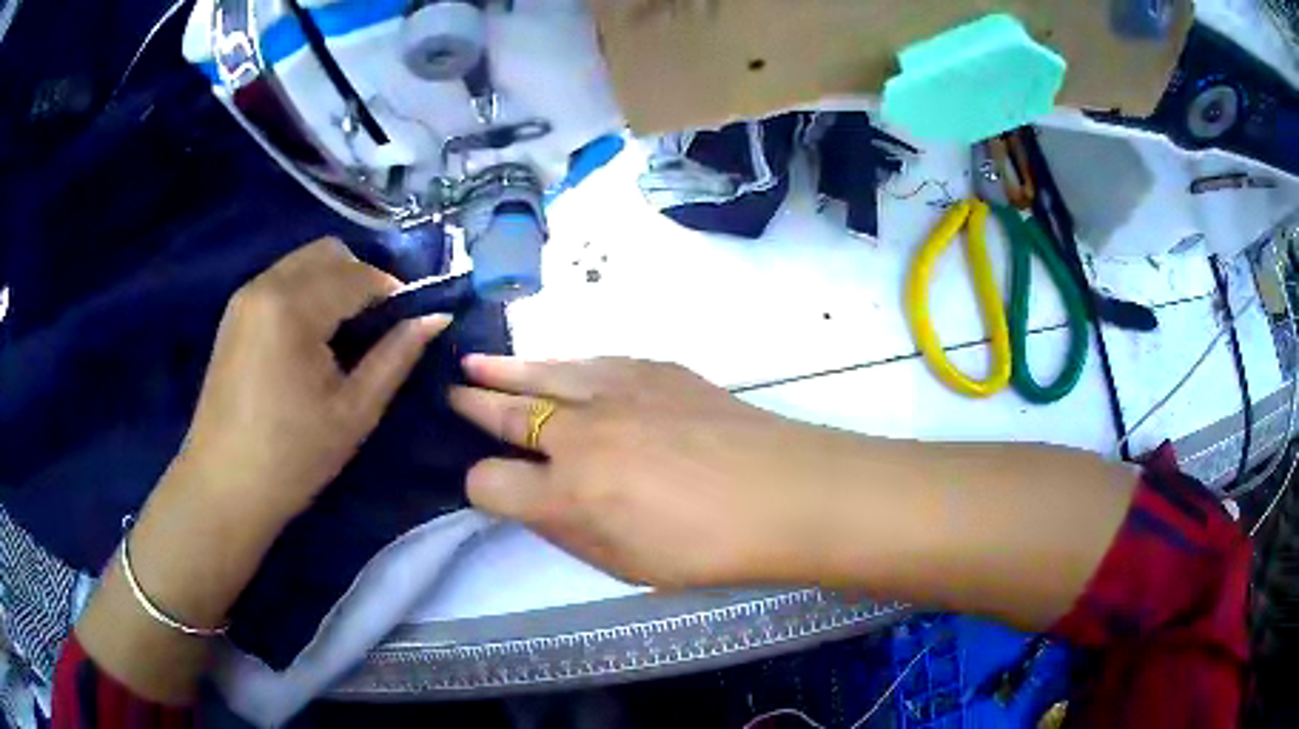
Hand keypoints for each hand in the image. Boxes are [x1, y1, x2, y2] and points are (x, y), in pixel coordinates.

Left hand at [176, 238, 449, 525]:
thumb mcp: (354, 412)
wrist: (223, 487)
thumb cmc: (293, 457)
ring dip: (333, 282)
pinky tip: (310, 338)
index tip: (408, 321)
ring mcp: (245, 296)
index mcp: (293, 308)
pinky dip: (307, 292)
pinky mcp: (234, 313)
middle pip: (328, 252)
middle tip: (374, 326)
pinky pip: (282, 280)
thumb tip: (436, 318)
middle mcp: (266, 285)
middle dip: (361, 277)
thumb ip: (396, 357)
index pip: (357, 274)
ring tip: (343, 334)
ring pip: (304, 262)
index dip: (391, 291)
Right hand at [450, 357, 838, 588]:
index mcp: (566, 495)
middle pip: (507, 413)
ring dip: (504, 369)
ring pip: (542, 373)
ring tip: (475, 363)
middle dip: (474, 406)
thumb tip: (534, 500)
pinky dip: (564, 365)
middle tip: (452, 394)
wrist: (783, 491)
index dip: (480, 485)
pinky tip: (556, 365)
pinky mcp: (653, 369)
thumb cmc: (706, 547)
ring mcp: (616, 392)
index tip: (486, 485)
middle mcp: (577, 435)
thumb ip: (568, 531)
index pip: (490, 482)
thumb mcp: (624, 564)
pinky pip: (592, 362)